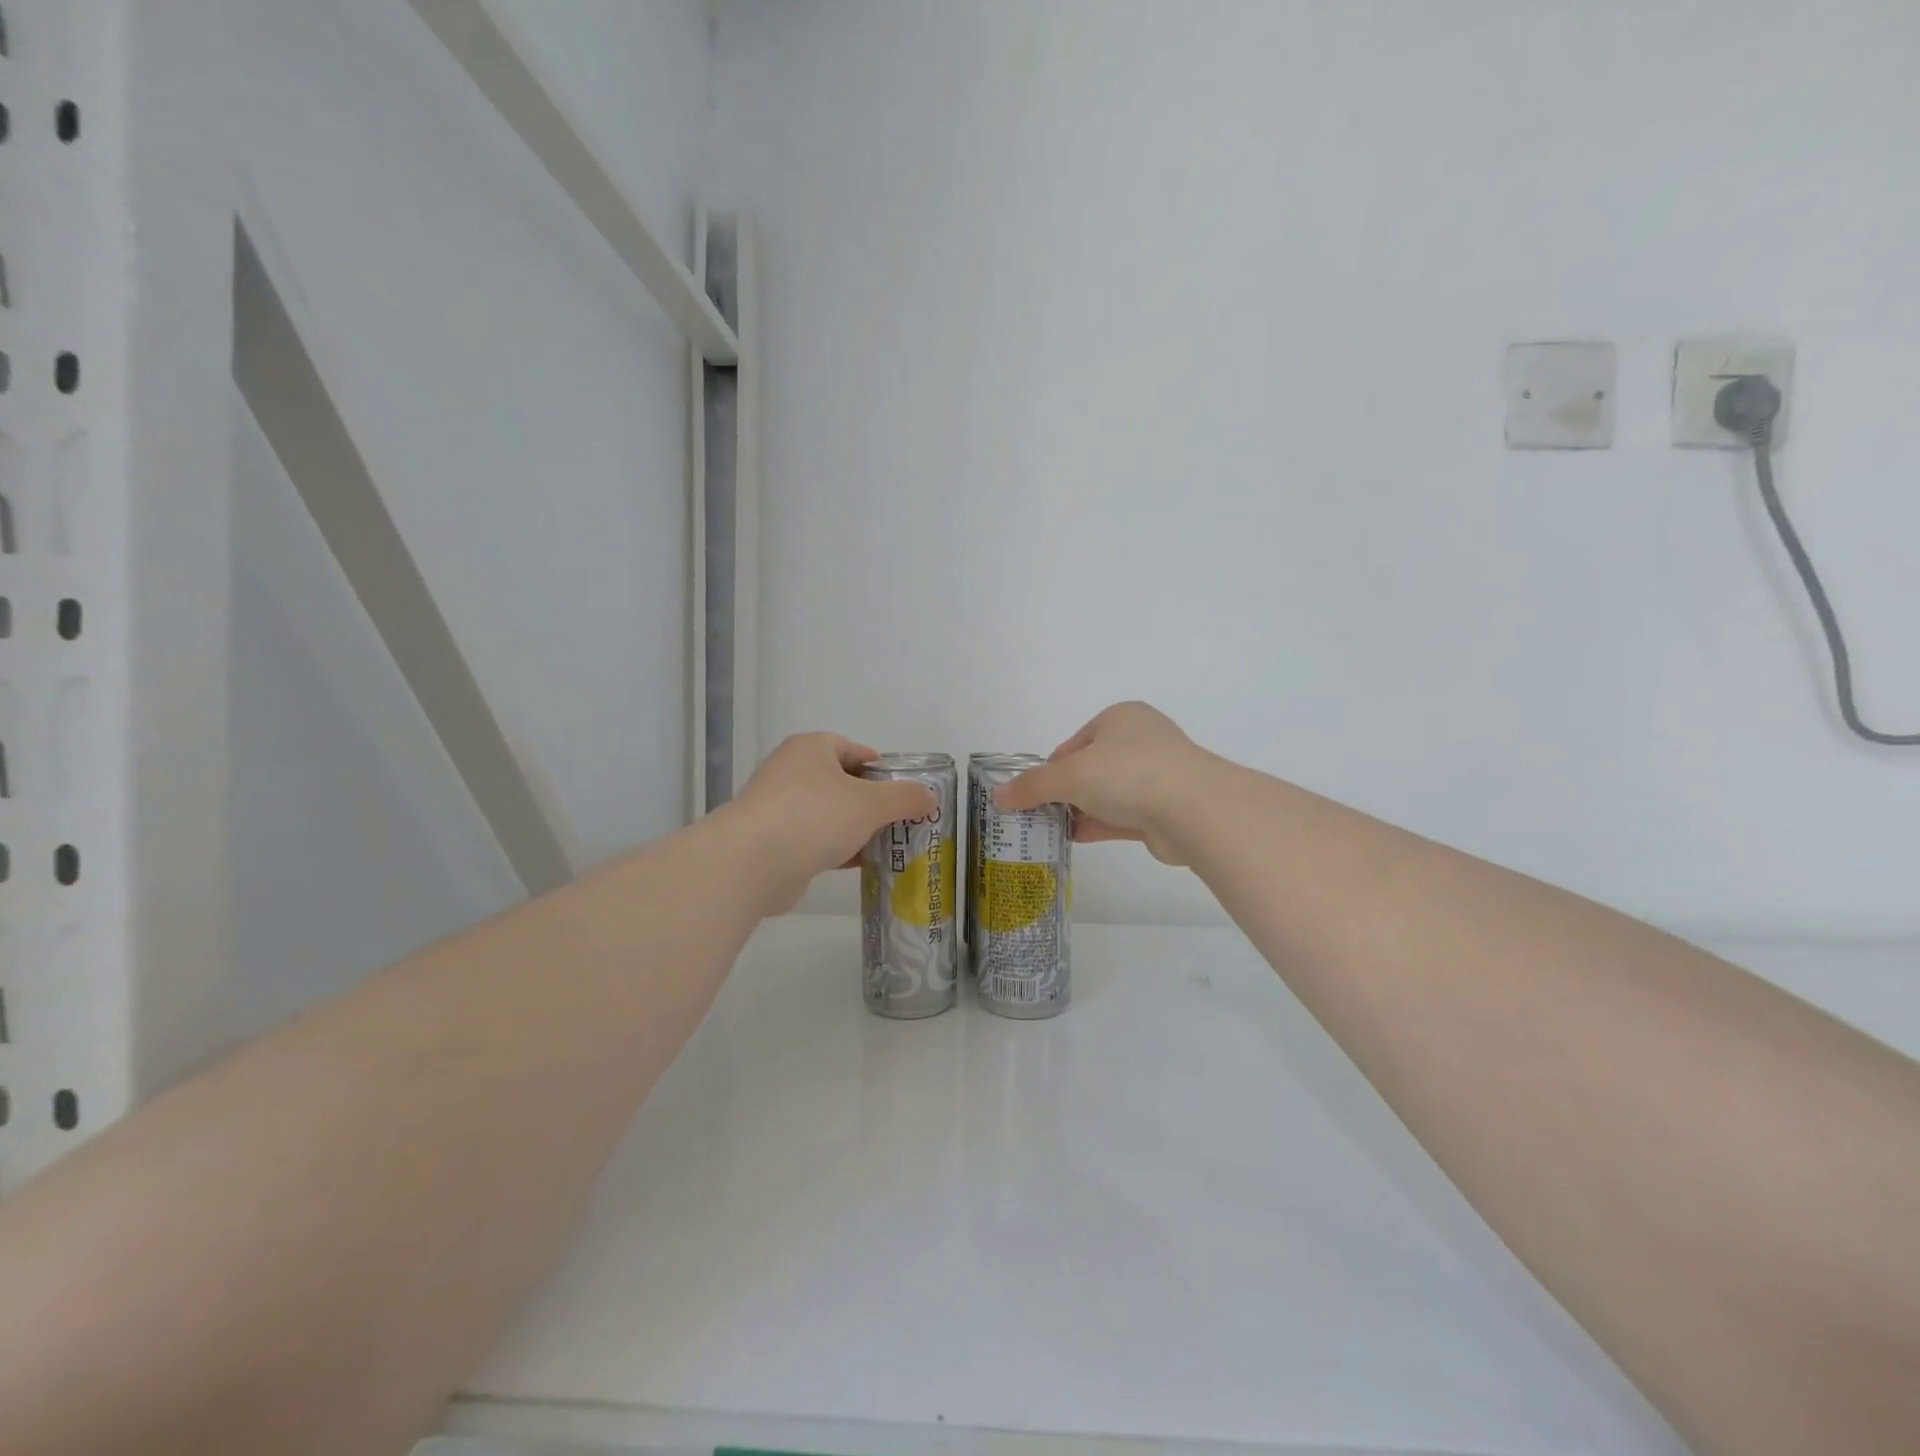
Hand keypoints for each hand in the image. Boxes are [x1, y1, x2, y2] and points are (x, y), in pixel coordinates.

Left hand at [718, 734, 936, 913]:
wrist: (752, 863)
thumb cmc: (815, 816)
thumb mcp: (870, 803)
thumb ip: (904, 798)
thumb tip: (930, 795)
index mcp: (811, 749)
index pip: (853, 749)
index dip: (881, 768)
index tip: (904, 790)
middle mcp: (792, 771)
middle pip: (843, 782)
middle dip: (873, 802)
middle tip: (903, 820)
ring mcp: (780, 808)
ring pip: (830, 814)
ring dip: (857, 828)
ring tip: (891, 844)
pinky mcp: (775, 841)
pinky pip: (816, 839)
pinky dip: (839, 849)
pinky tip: (863, 864)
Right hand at [995, 702, 1212, 865]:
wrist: (1194, 810)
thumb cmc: (1127, 773)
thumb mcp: (1069, 774)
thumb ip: (1032, 786)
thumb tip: (999, 796)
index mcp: (1121, 718)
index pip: (1075, 742)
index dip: (1051, 767)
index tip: (1033, 791)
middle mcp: (1141, 742)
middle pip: (1091, 768)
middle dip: (1065, 791)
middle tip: (1038, 813)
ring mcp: (1156, 777)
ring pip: (1108, 794)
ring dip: (1080, 810)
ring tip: (1049, 829)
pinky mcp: (1164, 810)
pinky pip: (1122, 816)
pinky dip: (1098, 825)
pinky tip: (1074, 838)